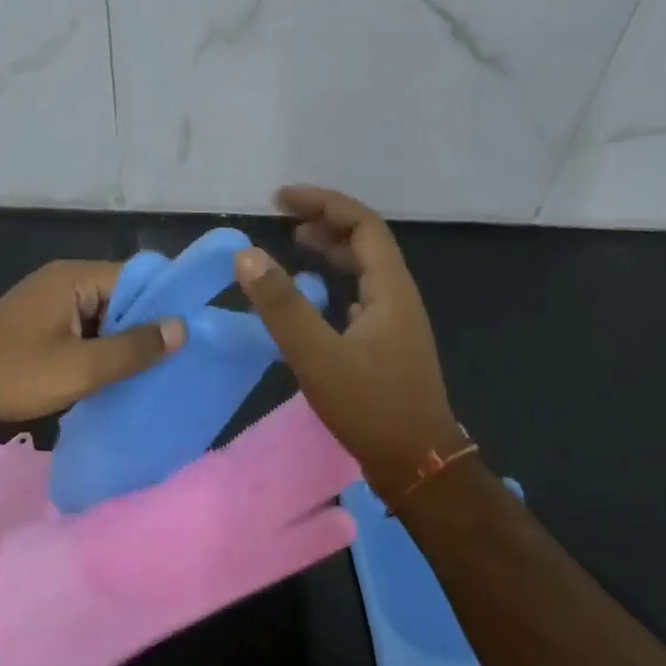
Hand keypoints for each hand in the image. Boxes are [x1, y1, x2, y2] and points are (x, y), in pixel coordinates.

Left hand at [0, 260, 185, 437]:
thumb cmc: (16, 375)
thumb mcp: (82, 367)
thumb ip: (134, 348)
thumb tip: (182, 328)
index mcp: (73, 278)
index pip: (135, 277)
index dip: (164, 302)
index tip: (192, 331)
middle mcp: (62, 281)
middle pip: (120, 296)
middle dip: (145, 325)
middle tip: (176, 357)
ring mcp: (48, 304)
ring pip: (103, 316)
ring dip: (123, 341)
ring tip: (154, 370)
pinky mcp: (39, 326)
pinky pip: (83, 330)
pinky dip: (101, 349)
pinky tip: (116, 375)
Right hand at [235, 187, 464, 496]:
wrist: (419, 465)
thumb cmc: (371, 408)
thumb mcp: (318, 356)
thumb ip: (283, 306)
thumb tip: (247, 255)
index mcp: (390, 288)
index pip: (361, 224)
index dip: (322, 204)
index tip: (280, 200)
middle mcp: (398, 296)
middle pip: (365, 242)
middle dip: (324, 222)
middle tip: (281, 220)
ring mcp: (395, 322)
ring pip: (364, 270)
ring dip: (331, 251)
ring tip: (293, 246)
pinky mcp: (387, 345)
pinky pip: (361, 295)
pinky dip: (335, 283)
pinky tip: (316, 296)